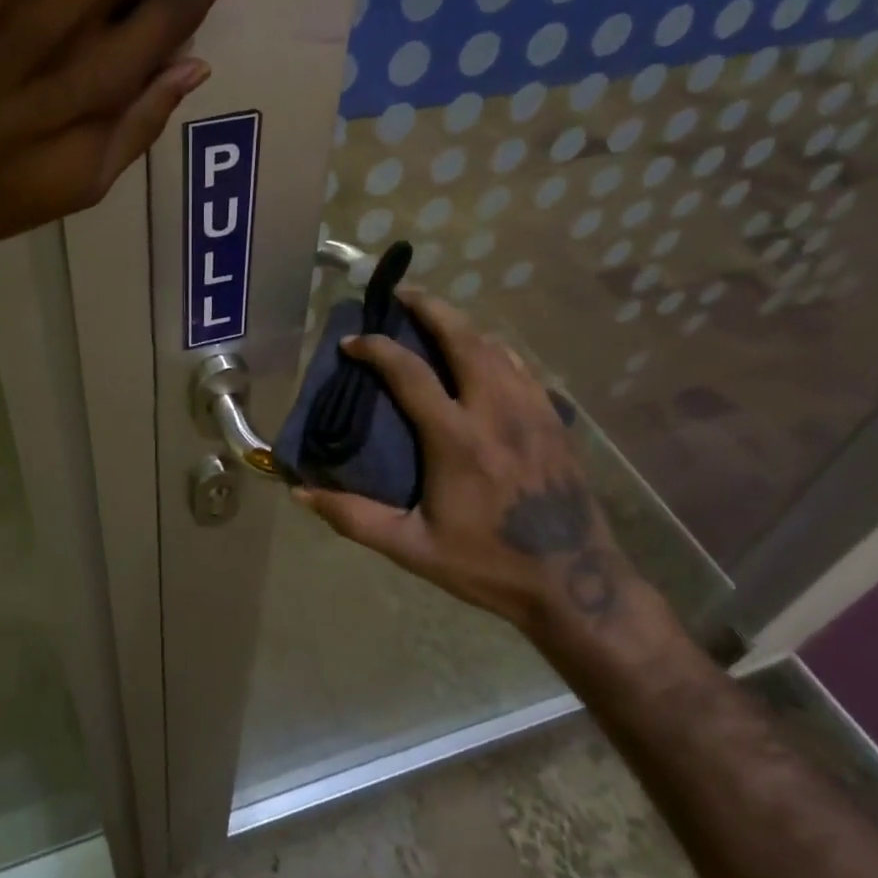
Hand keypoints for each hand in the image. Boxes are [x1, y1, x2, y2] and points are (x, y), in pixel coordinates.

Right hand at [294, 288, 638, 632]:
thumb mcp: (412, 548)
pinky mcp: (554, 419)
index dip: (376, 348)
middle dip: (429, 308)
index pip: (410, 372)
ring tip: (437, 319)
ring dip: (462, 325)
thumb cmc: (488, 564)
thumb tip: (301, 492)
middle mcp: (496, 411)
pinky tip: (484, 355)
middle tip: (401, 295)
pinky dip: (495, 349)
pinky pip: (522, 366)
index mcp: (457, 439)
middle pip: (463, 338)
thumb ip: (354, 517)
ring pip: (496, 346)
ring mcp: (532, 410)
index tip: (352, 342)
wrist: (576, 583)